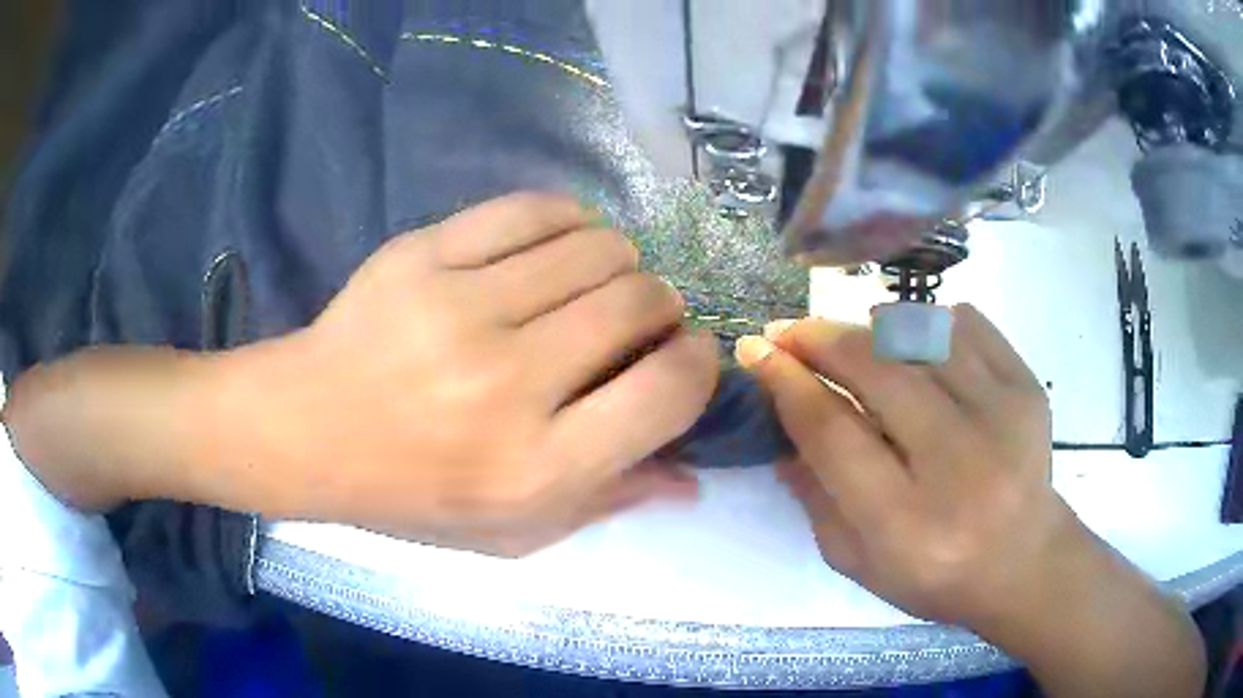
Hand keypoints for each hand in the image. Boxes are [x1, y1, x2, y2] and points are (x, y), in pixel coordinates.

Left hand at [222, 193, 718, 554]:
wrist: (306, 430)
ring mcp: (460, 307)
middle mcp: (508, 383)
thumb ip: (607, 503)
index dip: (699, 363)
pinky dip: (569, 221)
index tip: (686, 355)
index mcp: (536, 467)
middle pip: (640, 302)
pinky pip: (532, 210)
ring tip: (595, 283)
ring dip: (619, 262)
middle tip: (640, 320)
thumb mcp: (512, 532)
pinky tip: (559, 244)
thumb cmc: (410, 495)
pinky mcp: (423, 254)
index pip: (669, 389)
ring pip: (597, 246)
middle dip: (662, 307)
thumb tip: (691, 477)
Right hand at [736, 306, 1064, 627]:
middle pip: (876, 371)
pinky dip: (929, 322)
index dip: (786, 383)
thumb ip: (814, 497)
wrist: (1025, 563)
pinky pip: (967, 324)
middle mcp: (958, 464)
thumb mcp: (858, 561)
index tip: (757, 351)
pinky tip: (916, 344)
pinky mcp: (1028, 388)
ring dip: (871, 327)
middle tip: (789, 332)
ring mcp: (1001, 417)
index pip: (833, 432)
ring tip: (853, 342)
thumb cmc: (935, 575)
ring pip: (920, 334)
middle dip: (820, 339)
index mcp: (906, 523)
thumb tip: (782, 425)